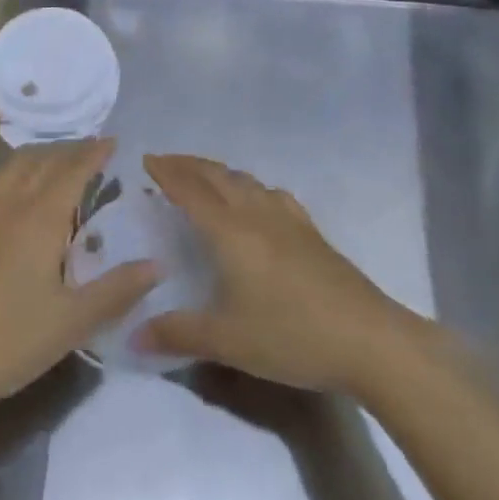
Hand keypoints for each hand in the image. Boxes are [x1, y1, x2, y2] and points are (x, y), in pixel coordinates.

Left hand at [0, 138, 157, 415]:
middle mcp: (10, 202)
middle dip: (70, 150)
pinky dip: (8, 171)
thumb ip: (116, 291)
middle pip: (43, 160)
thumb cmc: (6, 341)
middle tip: (90, 152)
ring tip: (55, 162)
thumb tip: (158, 265)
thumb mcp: (70, 323)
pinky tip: (8, 186)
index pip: (73, 170)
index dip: (94, 153)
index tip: (113, 142)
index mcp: (41, 218)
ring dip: (39, 155)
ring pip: (13, 165)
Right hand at [136, 154, 419, 395]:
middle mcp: (256, 213)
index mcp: (230, 231)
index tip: (147, 159)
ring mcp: (287, 218)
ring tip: (204, 177)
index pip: (190, 191)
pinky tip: (257, 200)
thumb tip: (132, 335)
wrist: (366, 338)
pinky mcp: (310, 230)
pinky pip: (271, 194)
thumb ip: (178, 334)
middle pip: (217, 176)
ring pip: (245, 180)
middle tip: (166, 162)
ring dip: (218, 172)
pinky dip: (250, 186)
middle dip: (188, 165)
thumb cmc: (290, 335)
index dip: (167, 173)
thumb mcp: (228, 341)